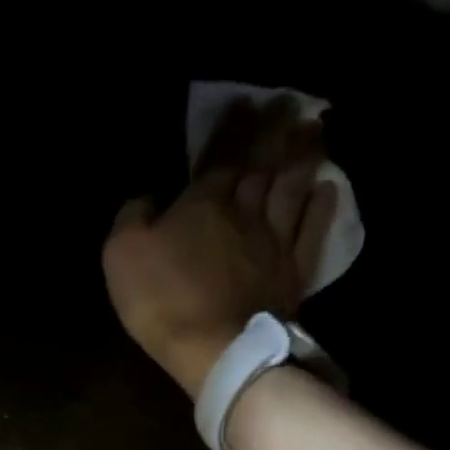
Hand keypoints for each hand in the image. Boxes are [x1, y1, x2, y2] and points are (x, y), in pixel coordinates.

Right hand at [102, 101, 338, 398]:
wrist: (215, 348)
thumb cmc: (163, 300)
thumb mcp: (121, 254)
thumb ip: (132, 217)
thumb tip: (148, 198)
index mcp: (203, 202)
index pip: (220, 154)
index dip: (233, 127)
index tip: (247, 101)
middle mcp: (245, 210)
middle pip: (263, 163)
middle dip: (275, 130)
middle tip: (292, 102)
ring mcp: (274, 241)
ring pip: (292, 187)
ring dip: (303, 156)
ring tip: (314, 130)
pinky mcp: (292, 272)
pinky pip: (312, 230)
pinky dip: (321, 206)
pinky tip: (327, 187)